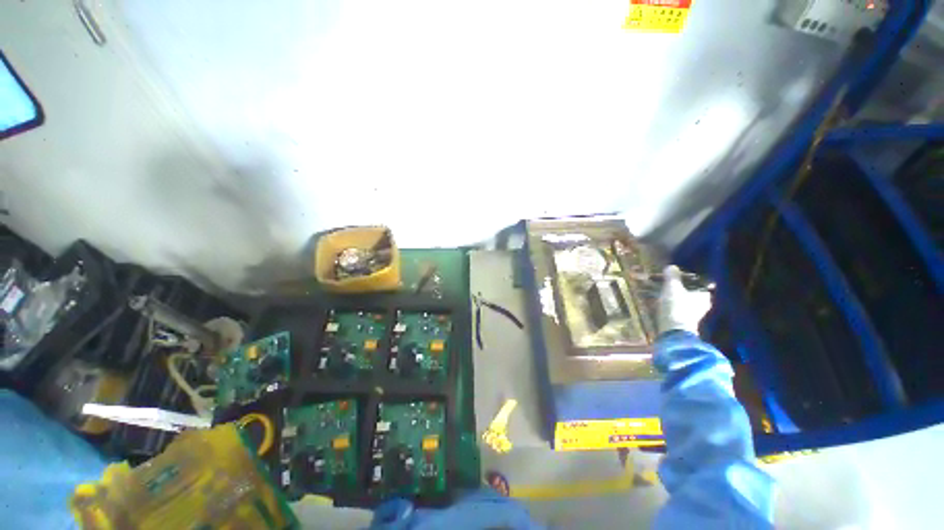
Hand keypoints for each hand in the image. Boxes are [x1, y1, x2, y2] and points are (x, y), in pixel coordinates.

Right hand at [657, 265, 711, 335]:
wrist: (674, 332)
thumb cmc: (676, 307)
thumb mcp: (672, 288)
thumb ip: (672, 276)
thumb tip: (671, 267)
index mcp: (705, 295)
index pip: (702, 283)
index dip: (692, 278)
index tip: (681, 275)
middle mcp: (704, 305)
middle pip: (693, 292)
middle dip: (682, 288)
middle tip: (670, 283)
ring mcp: (696, 315)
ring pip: (686, 301)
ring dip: (677, 297)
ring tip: (663, 293)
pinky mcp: (686, 322)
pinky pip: (680, 309)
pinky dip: (674, 306)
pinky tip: (664, 304)